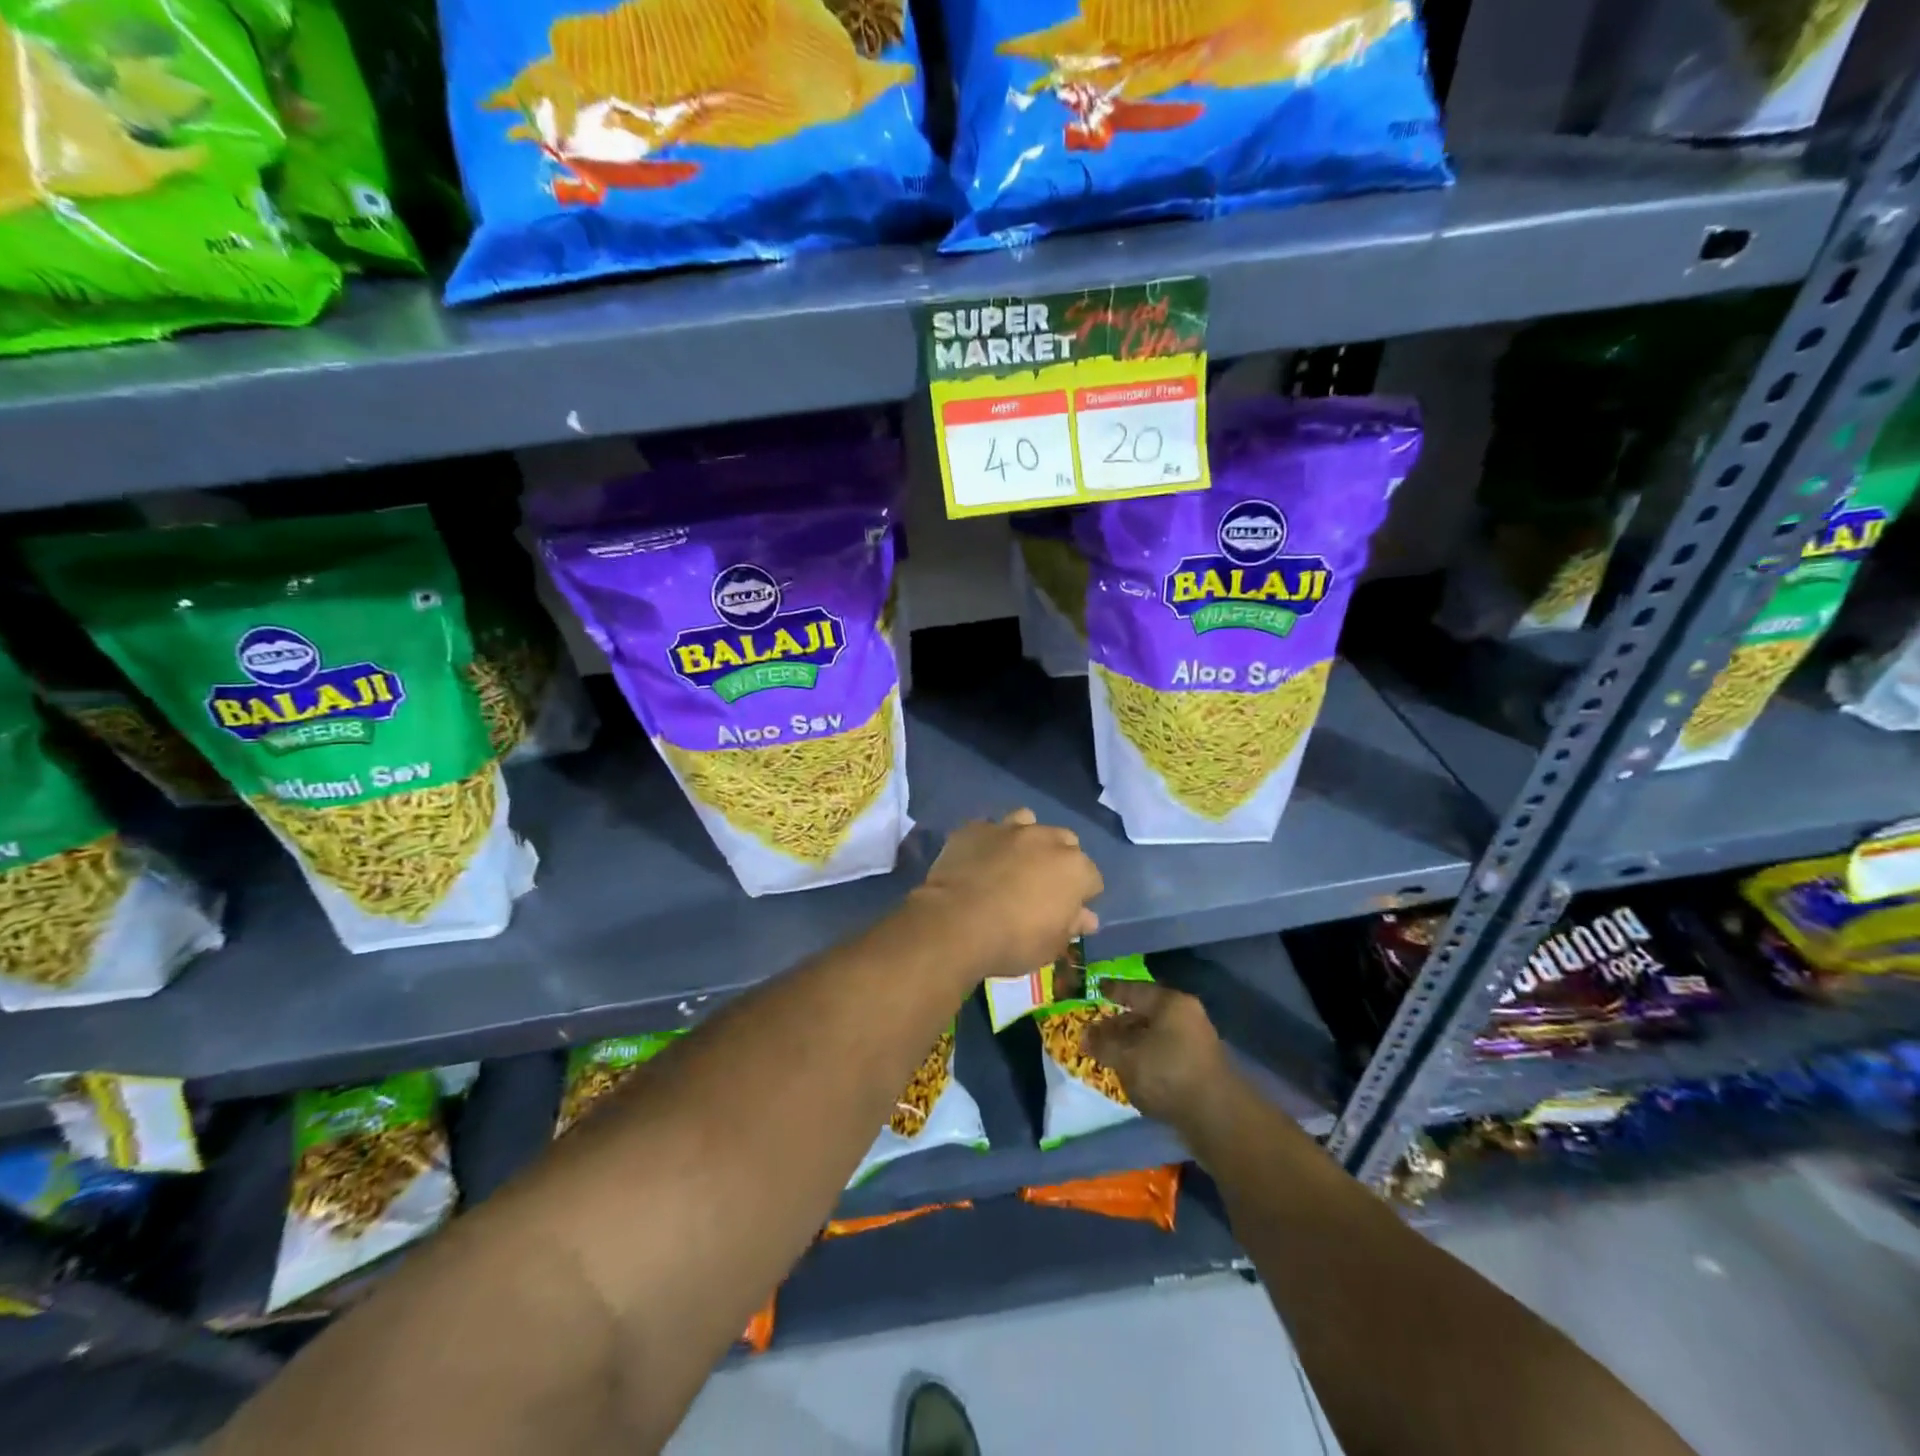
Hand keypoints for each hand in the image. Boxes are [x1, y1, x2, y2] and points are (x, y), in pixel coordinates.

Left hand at [916, 810, 1101, 978]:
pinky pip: (989, 828)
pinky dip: (989, 841)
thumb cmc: (1013, 941)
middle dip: (1059, 860)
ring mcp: (1009, 829)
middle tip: (1041, 886)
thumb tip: (1087, 917)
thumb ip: (1071, 925)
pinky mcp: (975, 828)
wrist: (956, 923)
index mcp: (1074, 868)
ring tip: (1012, 862)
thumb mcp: (1051, 946)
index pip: (1092, 878)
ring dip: (1026, 839)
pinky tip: (979, 859)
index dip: (1082, 895)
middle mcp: (1046, 839)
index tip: (1068, 911)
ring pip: (1028, 822)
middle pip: (1065, 843)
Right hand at [1084, 980, 1230, 1125]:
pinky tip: (1133, 1073)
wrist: (1216, 1117)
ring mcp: (1197, 1042)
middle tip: (1097, 1032)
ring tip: (1111, 1055)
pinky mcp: (1200, 1068)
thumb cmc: (1167, 1073)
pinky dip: (1147, 1060)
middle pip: (1146, 1014)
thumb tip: (1084, 1034)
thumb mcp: (1126, 1056)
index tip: (1097, 989)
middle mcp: (1187, 1016)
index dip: (1113, 990)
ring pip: (1155, 1036)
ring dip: (1133, 1045)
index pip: (1135, 989)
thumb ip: (1103, 1043)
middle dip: (1120, 1024)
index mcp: (1170, 1003)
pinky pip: (1165, 1055)